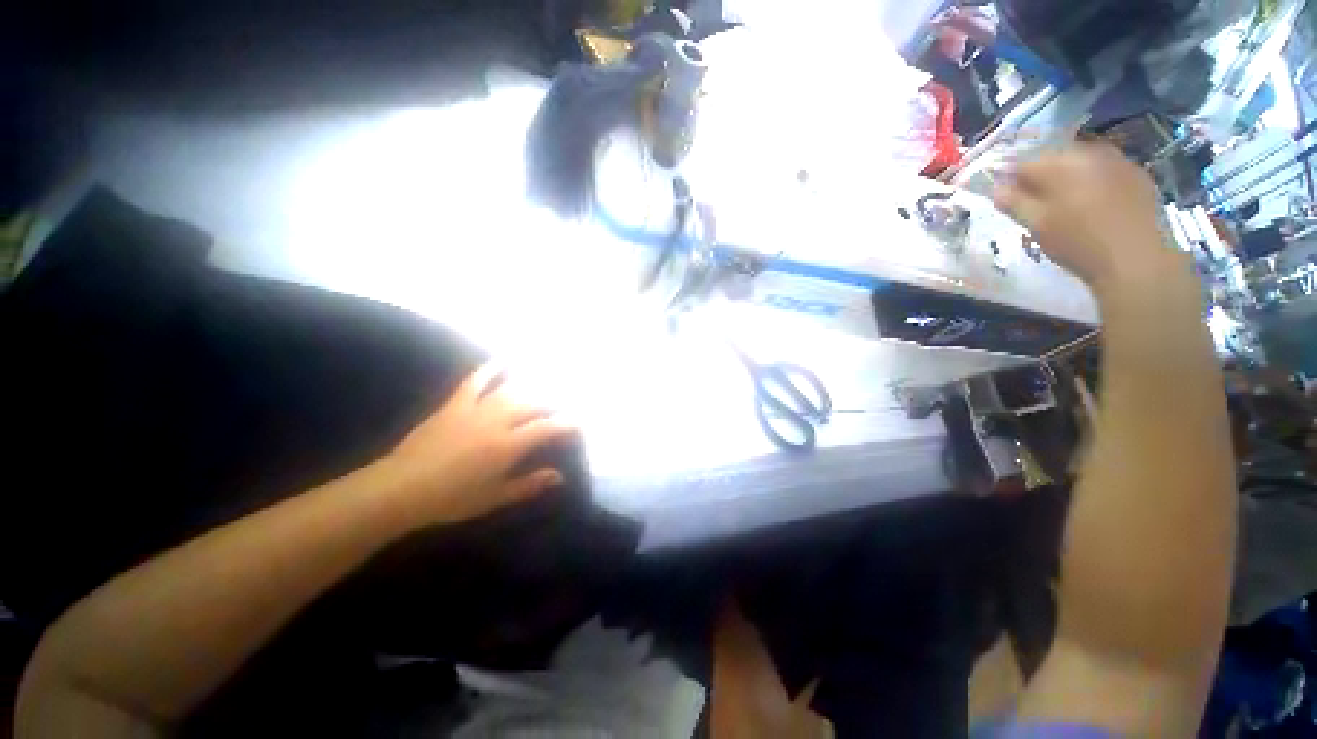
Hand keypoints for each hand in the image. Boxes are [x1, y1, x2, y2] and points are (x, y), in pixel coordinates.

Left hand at [381, 362, 576, 525]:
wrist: (398, 490)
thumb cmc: (449, 499)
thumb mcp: (494, 497)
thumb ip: (528, 485)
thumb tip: (559, 476)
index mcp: (507, 445)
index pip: (546, 427)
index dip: (567, 422)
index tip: (580, 421)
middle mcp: (496, 421)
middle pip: (533, 403)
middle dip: (553, 401)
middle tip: (565, 401)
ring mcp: (474, 410)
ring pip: (510, 390)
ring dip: (531, 384)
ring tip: (547, 380)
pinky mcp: (454, 405)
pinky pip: (475, 382)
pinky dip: (489, 369)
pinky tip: (502, 360)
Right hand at [992, 144, 1191, 300]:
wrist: (1137, 261)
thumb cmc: (1079, 243)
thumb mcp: (1037, 225)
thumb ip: (1014, 202)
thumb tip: (996, 187)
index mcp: (1063, 163)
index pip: (1024, 162)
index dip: (1009, 177)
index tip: (1002, 195)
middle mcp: (1092, 152)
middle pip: (1055, 158)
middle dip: (1040, 176)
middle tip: (1030, 202)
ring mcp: (1120, 162)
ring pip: (1081, 163)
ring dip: (1067, 178)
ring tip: (1060, 204)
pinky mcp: (1138, 176)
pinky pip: (1105, 171)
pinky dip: (1091, 183)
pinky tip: (1090, 205)